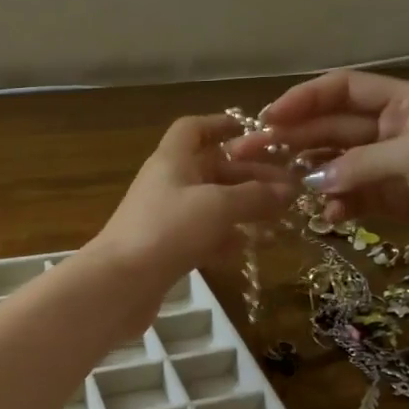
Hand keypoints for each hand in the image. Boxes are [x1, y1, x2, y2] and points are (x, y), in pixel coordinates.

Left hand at [89, 114, 295, 287]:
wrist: (119, 284)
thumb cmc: (168, 230)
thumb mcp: (218, 206)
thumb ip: (255, 196)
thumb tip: (289, 189)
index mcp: (172, 159)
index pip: (194, 129)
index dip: (221, 125)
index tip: (255, 133)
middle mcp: (168, 183)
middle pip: (211, 168)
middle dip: (249, 174)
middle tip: (289, 187)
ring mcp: (166, 218)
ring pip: (211, 204)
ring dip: (243, 207)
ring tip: (280, 216)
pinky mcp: (167, 250)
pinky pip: (204, 235)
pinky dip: (227, 238)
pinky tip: (251, 247)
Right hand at [234, 70, 408, 274]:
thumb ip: (358, 163)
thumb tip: (310, 179)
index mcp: (405, 102)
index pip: (345, 89)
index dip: (305, 98)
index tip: (270, 116)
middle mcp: (393, 129)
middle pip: (334, 126)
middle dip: (296, 137)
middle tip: (254, 153)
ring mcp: (392, 166)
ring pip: (338, 163)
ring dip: (312, 173)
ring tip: (285, 187)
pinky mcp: (393, 201)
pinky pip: (352, 196)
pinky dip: (337, 204)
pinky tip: (327, 215)